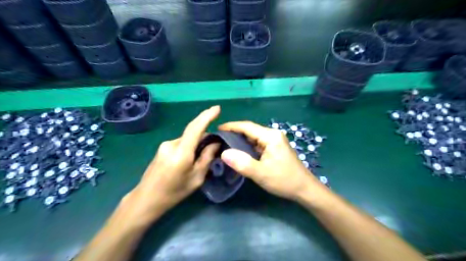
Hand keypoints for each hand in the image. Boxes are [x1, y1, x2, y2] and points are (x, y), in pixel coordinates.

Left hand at [122, 105, 220, 223]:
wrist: (146, 199)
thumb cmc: (174, 192)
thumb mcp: (196, 178)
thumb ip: (206, 158)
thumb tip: (216, 143)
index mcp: (181, 152)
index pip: (195, 128)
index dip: (207, 116)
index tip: (217, 108)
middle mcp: (171, 144)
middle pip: (193, 133)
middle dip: (205, 135)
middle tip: (216, 145)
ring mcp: (165, 145)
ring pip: (187, 138)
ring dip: (197, 142)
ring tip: (202, 157)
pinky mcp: (162, 148)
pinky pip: (181, 142)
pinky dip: (189, 146)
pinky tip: (190, 158)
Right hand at [219, 121, 326, 200]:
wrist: (304, 189)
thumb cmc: (284, 180)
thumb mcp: (261, 173)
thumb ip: (242, 163)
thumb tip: (224, 153)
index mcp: (270, 136)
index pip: (247, 126)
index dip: (231, 126)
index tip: (217, 129)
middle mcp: (273, 135)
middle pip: (250, 130)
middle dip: (234, 134)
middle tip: (219, 140)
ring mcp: (275, 141)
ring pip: (253, 138)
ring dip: (240, 141)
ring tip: (225, 145)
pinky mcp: (275, 148)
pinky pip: (258, 144)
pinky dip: (247, 147)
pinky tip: (239, 152)